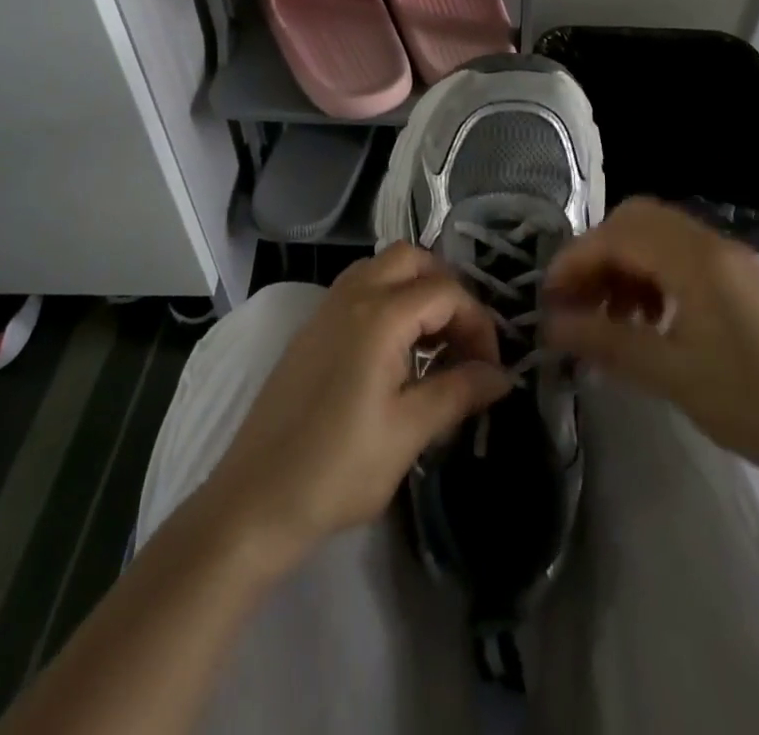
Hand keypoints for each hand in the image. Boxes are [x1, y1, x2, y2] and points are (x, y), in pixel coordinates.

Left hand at [206, 243, 511, 565]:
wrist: (256, 499)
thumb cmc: (338, 468)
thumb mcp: (409, 432)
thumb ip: (459, 392)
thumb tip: (502, 375)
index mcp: (380, 315)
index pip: (446, 291)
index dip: (478, 323)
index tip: (490, 368)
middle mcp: (352, 296)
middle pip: (411, 259)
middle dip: (446, 288)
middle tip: (462, 339)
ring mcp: (326, 309)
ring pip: (381, 268)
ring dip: (414, 290)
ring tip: (434, 343)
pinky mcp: (311, 329)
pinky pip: (358, 289)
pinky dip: (387, 300)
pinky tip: (396, 352)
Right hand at [542, 198, 758, 489]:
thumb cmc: (754, 402)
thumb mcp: (671, 375)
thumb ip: (606, 342)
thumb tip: (550, 327)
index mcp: (693, 258)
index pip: (616, 235)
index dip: (574, 261)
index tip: (548, 300)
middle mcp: (709, 243)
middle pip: (635, 220)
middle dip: (597, 254)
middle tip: (577, 299)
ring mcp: (729, 259)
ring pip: (657, 237)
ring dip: (624, 264)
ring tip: (610, 316)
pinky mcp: (741, 281)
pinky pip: (680, 257)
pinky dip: (651, 276)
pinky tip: (648, 321)